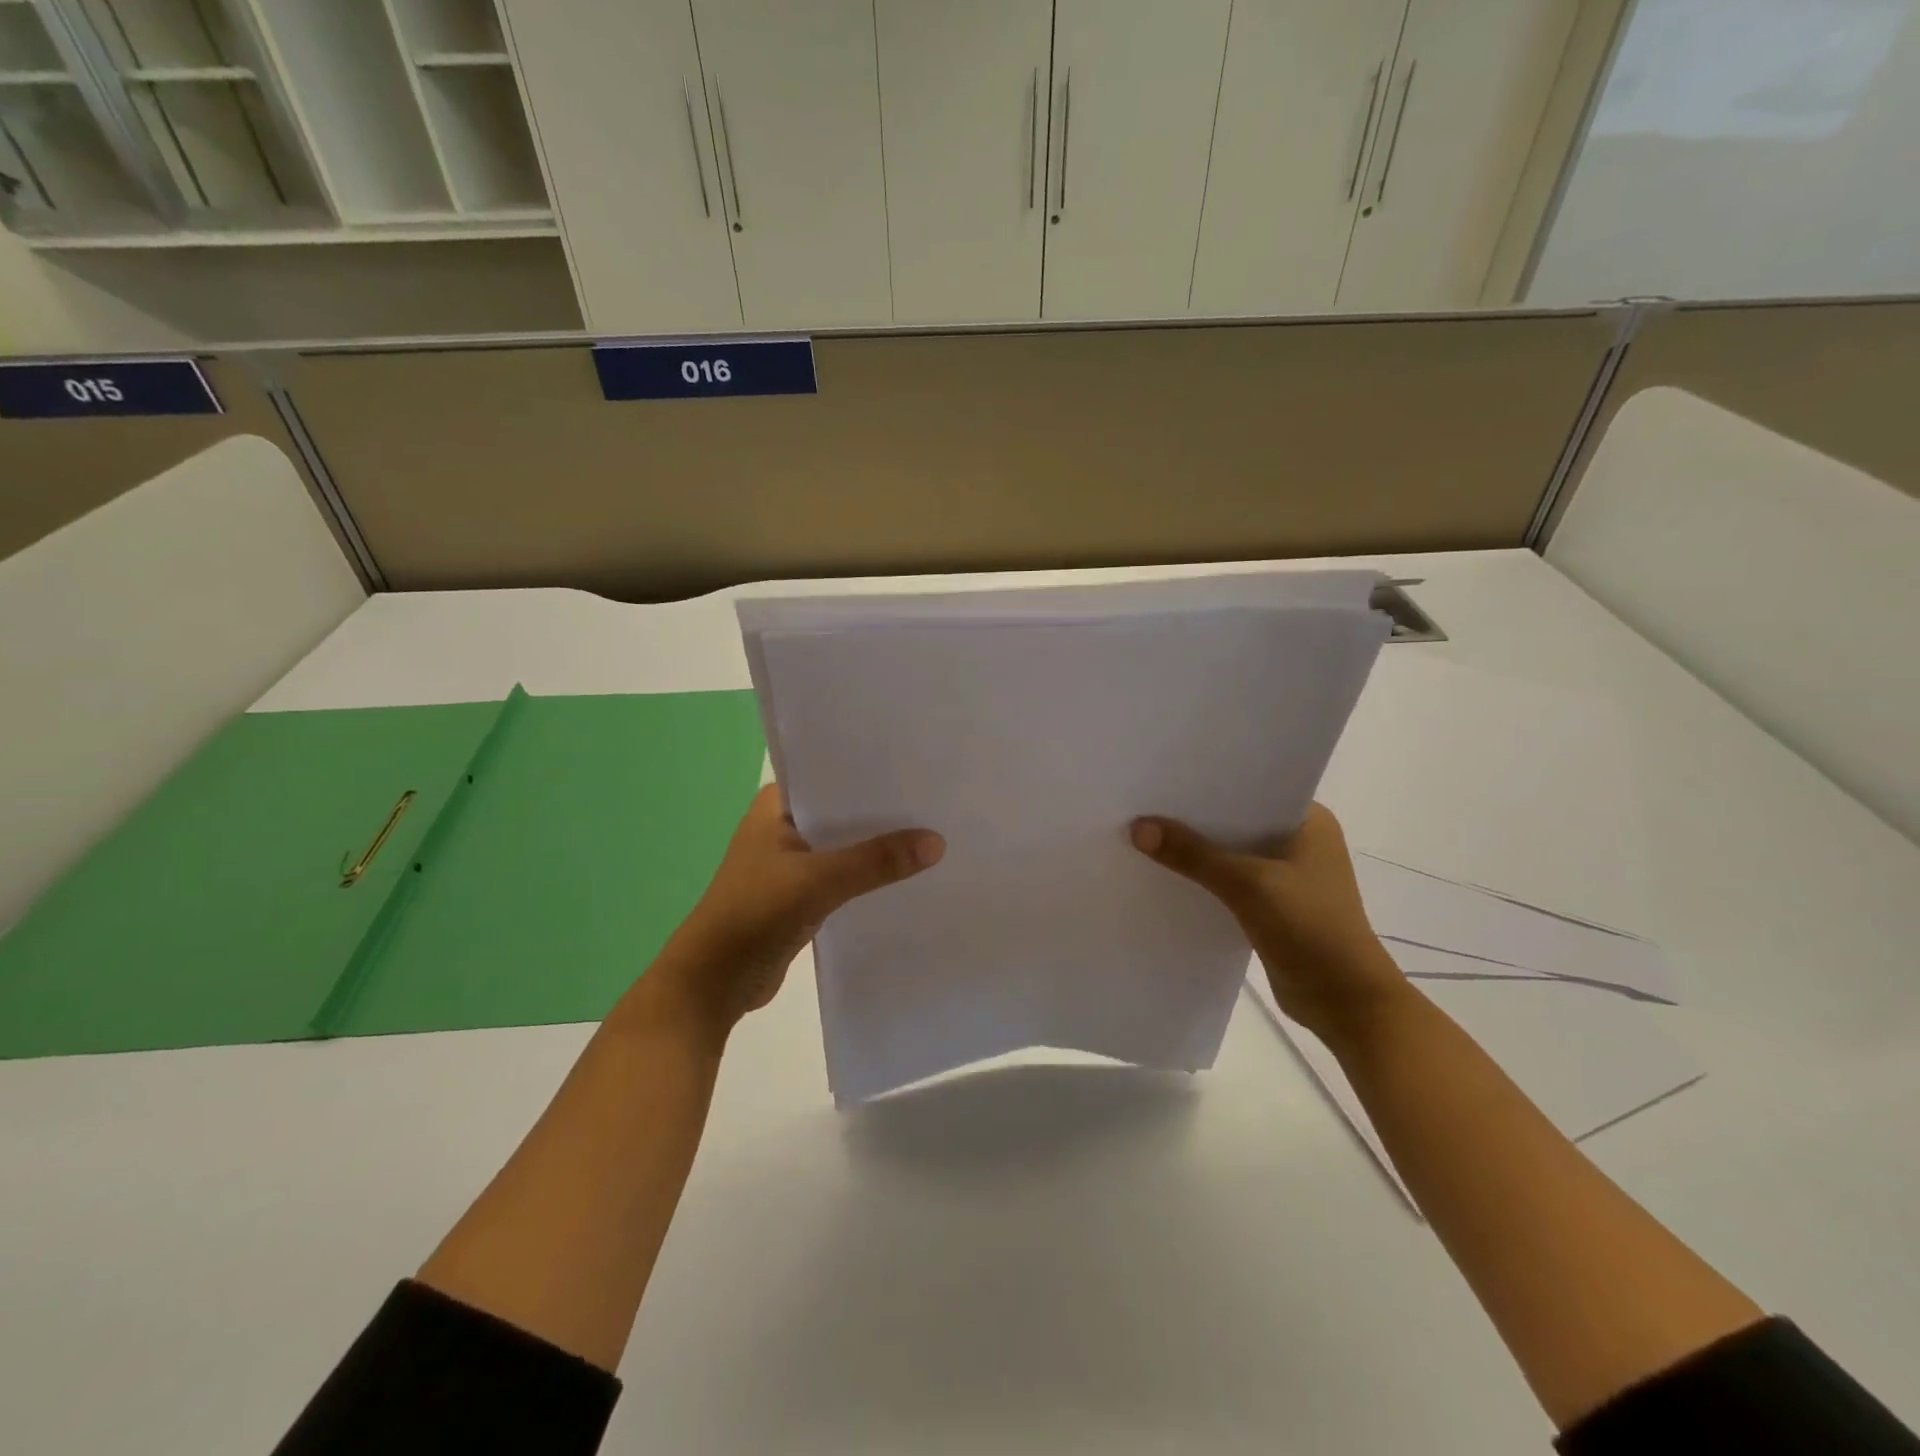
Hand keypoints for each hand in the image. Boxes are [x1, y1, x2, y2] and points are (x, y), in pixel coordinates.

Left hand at [651, 785, 943, 1032]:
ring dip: (877, 845)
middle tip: (938, 800)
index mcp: (776, 805)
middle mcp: (784, 825)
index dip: (873, 771)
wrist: (713, 983)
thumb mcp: (818, 882)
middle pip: (843, 810)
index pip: (831, 773)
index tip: (920, 765)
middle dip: (884, 811)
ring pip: (845, 845)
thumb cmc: (754, 914)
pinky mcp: (801, 893)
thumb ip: (875, 861)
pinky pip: (844, 874)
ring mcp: (791, 861)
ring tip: (934, 832)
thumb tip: (937, 842)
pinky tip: (906, 874)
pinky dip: (868, 875)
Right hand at [1130, 803, 1406, 1044]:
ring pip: (1231, 851)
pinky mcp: (1273, 904)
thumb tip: (1138, 827)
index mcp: (1309, 820)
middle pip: (1236, 820)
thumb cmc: (1310, 928)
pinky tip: (1167, 873)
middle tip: (1143, 802)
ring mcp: (1287, 874)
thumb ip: (1193, 855)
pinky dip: (1204, 878)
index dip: (1208, 782)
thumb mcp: (1248, 884)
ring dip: (1197, 850)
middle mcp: (1299, 840)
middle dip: (1194, 816)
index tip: (1163, 775)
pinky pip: (1229, 880)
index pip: (1251, 787)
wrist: (1345, 1002)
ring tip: (1145, 833)